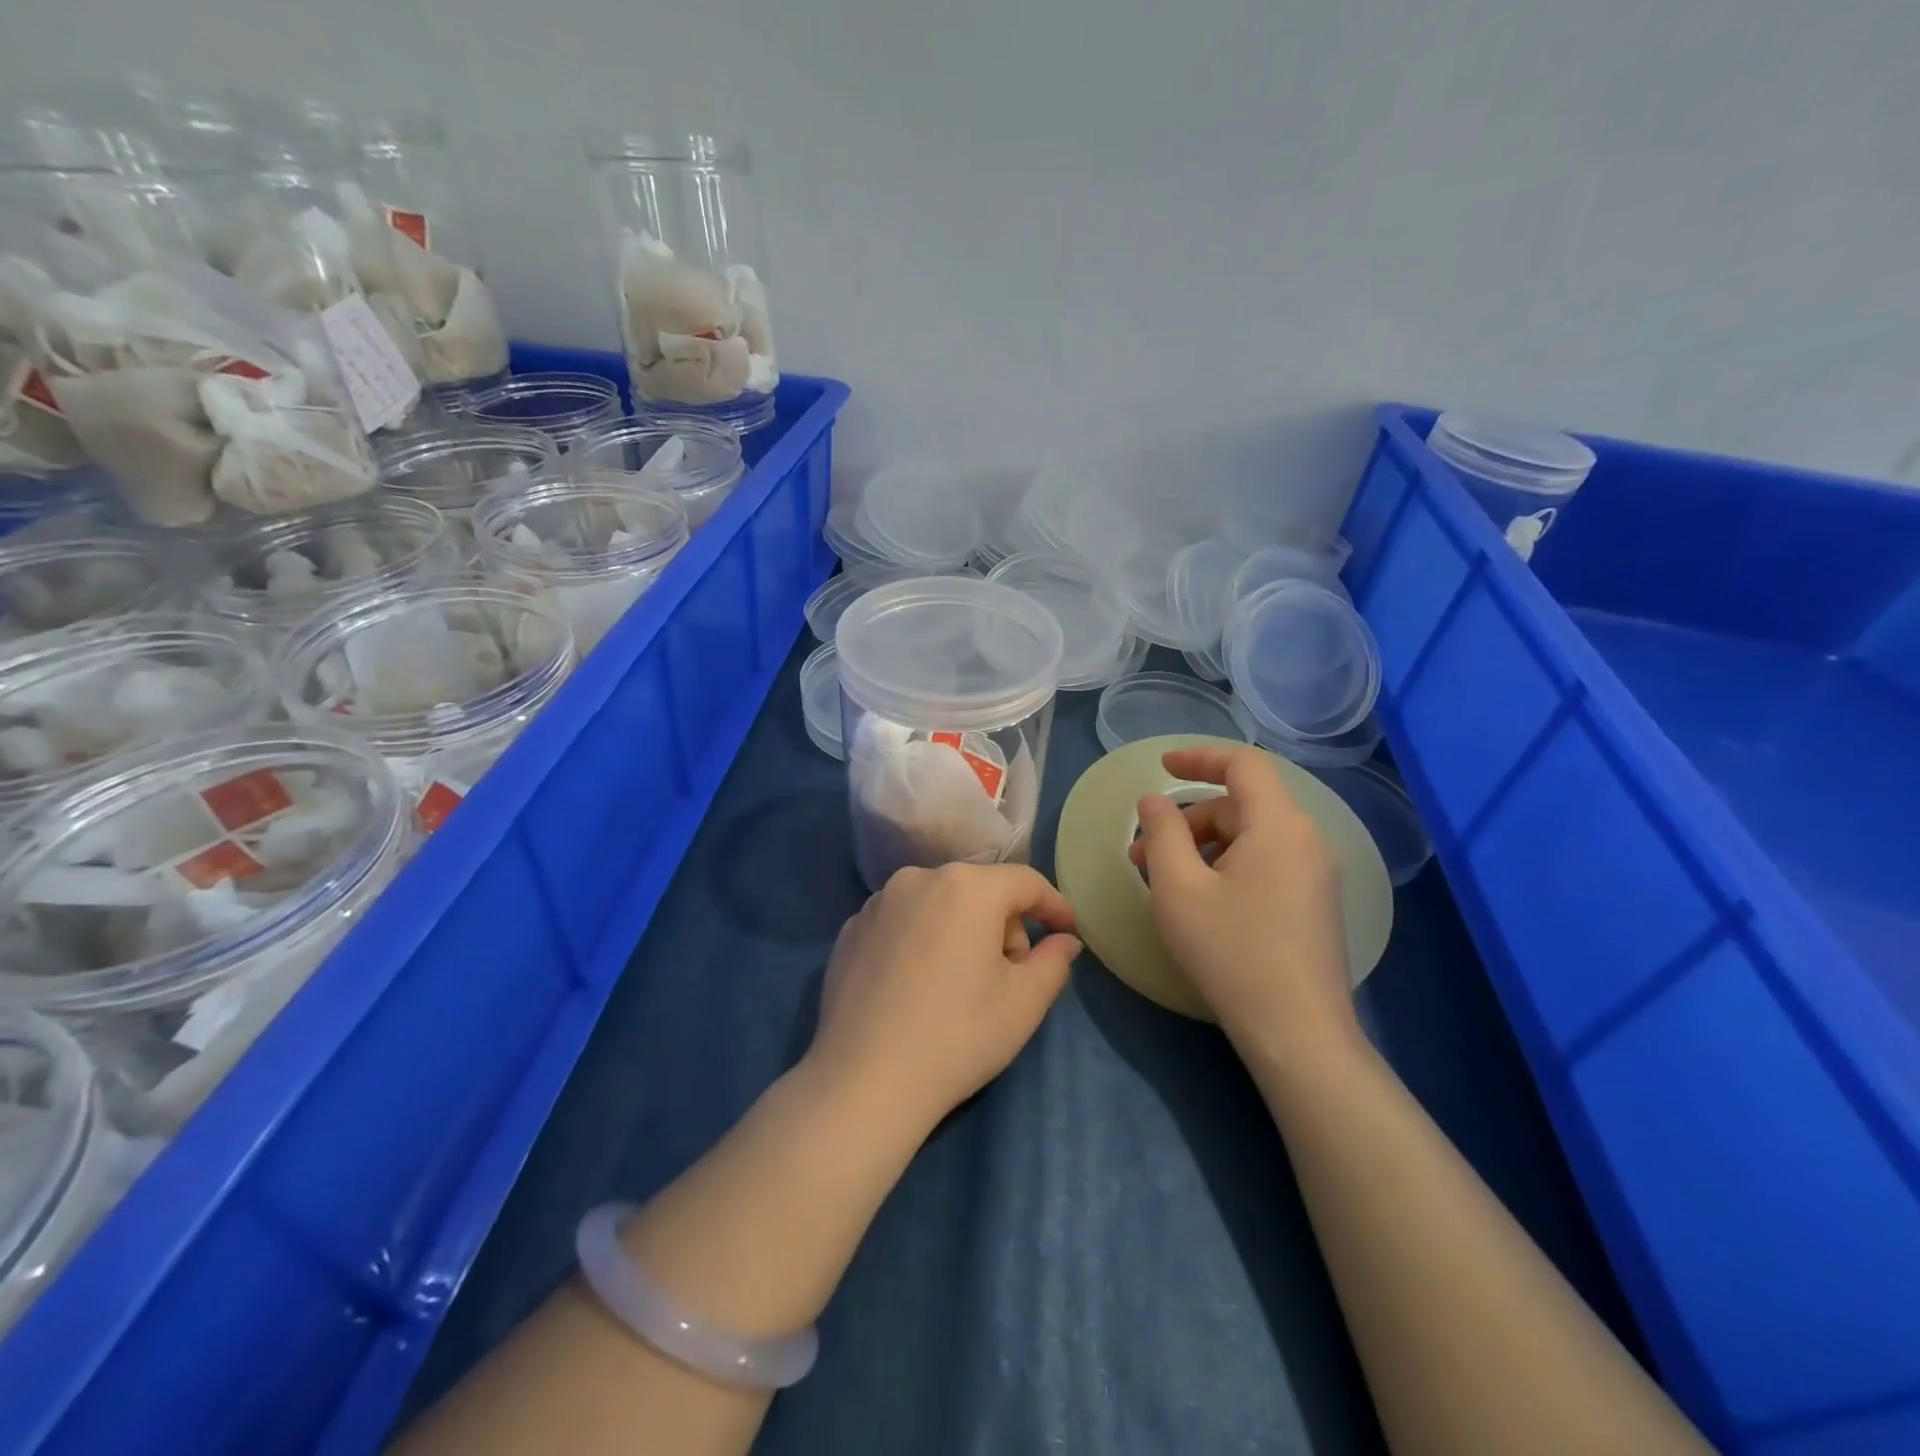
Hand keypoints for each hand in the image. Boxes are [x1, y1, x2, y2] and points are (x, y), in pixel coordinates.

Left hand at [805, 863, 1081, 1139]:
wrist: (864, 1080)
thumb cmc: (958, 1035)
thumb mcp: (1024, 1003)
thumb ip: (1054, 961)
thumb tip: (1064, 940)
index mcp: (967, 887)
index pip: (1025, 882)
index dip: (1053, 905)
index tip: (1068, 931)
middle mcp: (918, 878)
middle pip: (980, 891)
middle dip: (1003, 926)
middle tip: (1008, 975)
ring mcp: (877, 902)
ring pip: (938, 904)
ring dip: (959, 931)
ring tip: (958, 984)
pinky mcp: (849, 930)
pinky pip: (902, 923)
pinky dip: (919, 941)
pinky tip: (915, 987)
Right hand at [1130, 745, 1360, 1063]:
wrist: (1298, 1034)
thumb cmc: (1231, 952)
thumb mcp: (1179, 888)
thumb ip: (1162, 832)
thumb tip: (1154, 801)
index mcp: (1280, 825)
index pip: (1244, 765)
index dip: (1199, 757)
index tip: (1161, 768)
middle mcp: (1307, 840)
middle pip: (1240, 806)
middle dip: (1187, 821)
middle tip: (1144, 857)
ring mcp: (1316, 874)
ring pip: (1250, 836)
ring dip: (1203, 846)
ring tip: (1166, 883)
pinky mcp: (1315, 903)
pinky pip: (1265, 862)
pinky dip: (1227, 866)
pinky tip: (1201, 900)